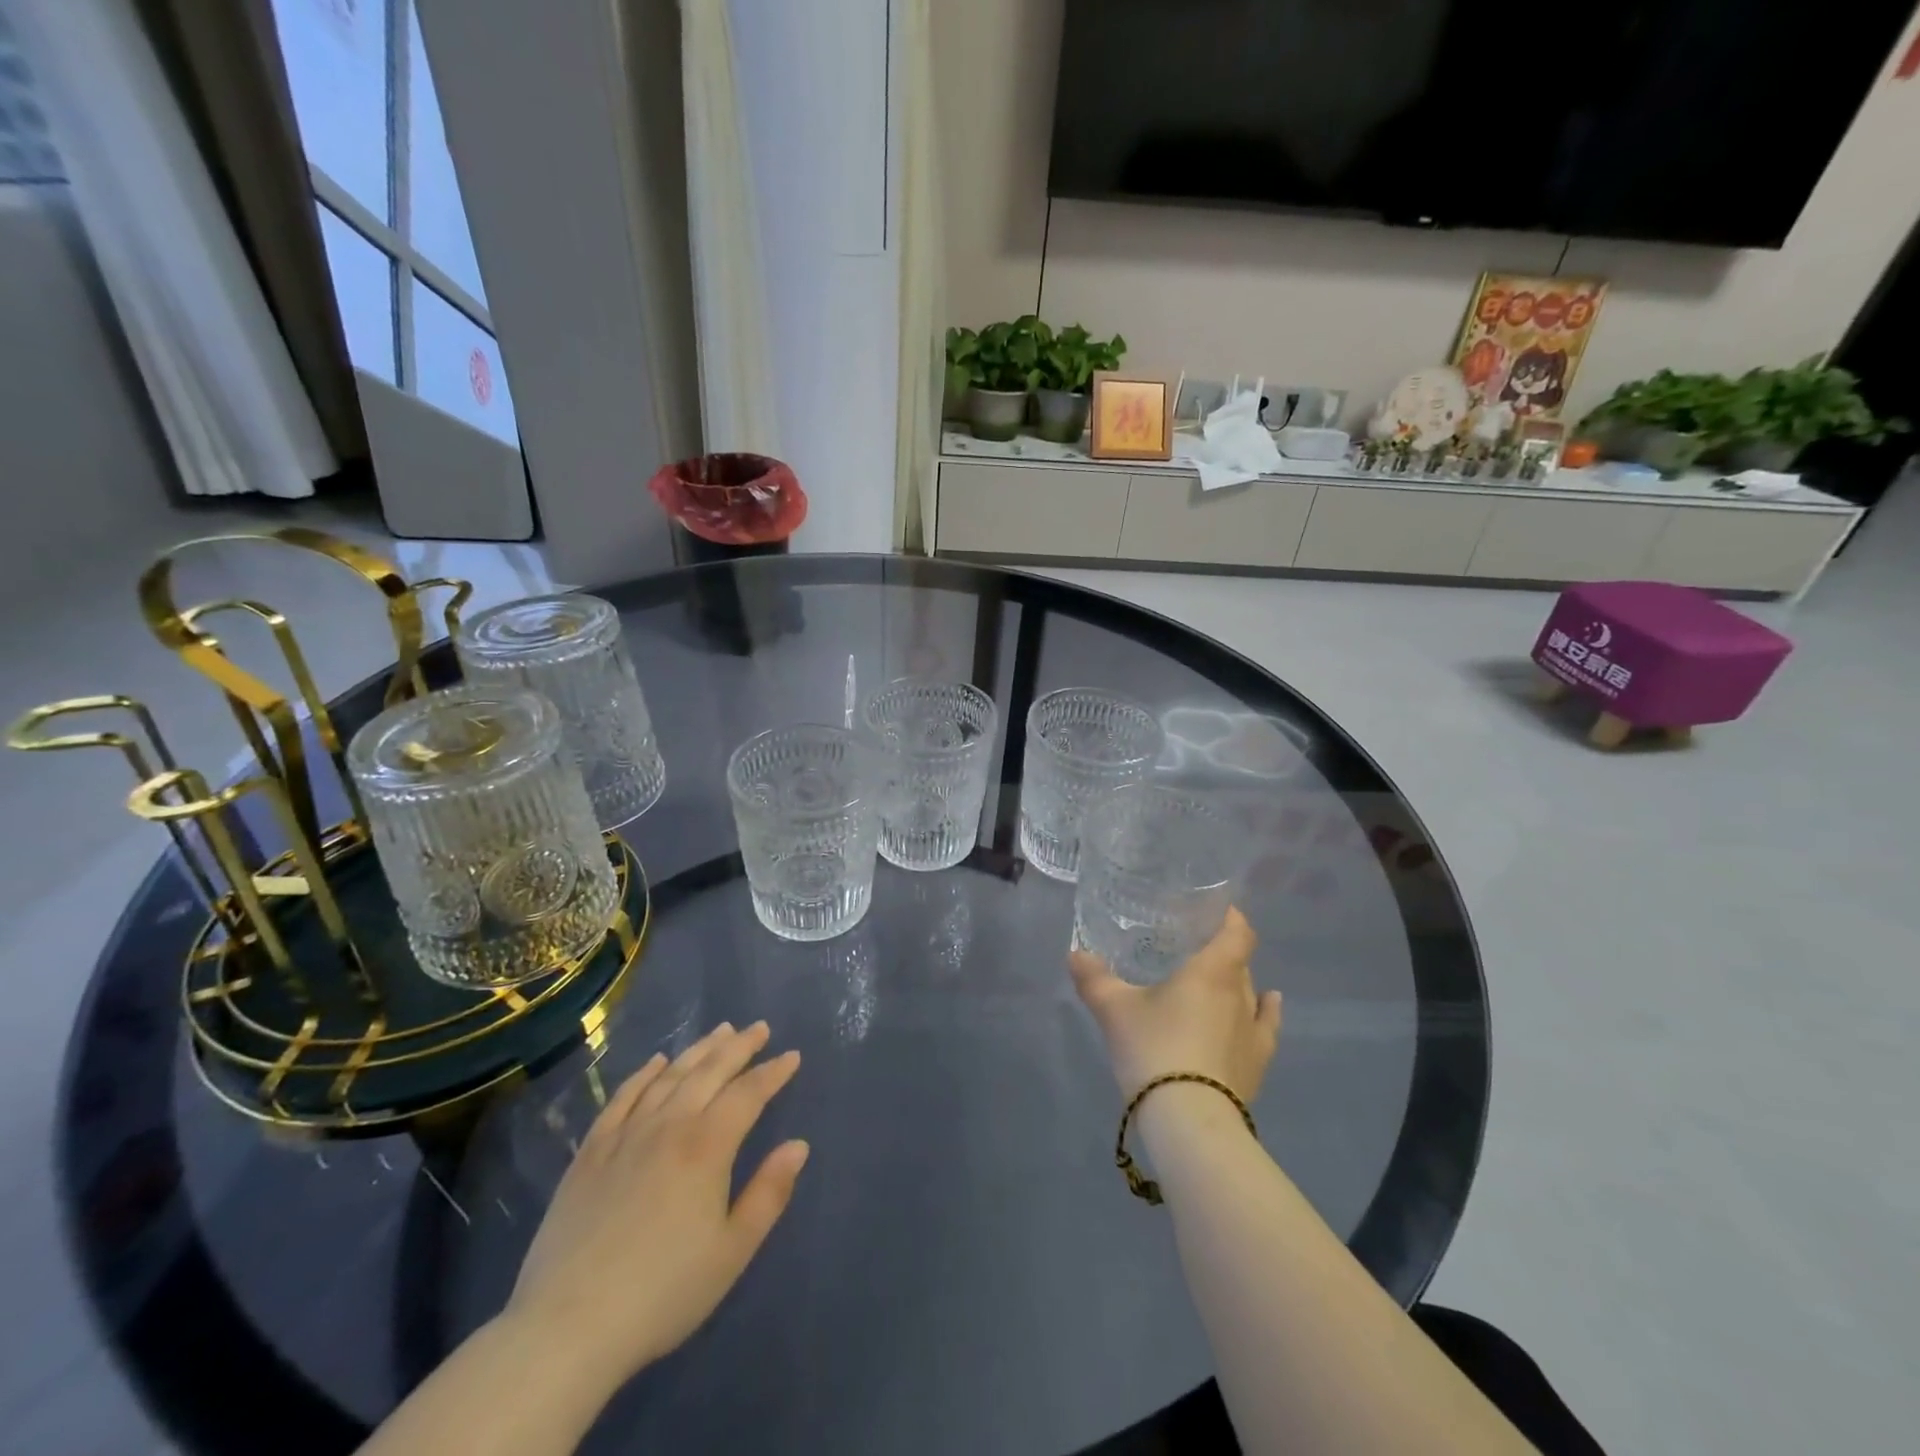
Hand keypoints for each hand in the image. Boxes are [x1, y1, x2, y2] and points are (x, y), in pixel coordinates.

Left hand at [503, 1021, 808, 1388]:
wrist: (567, 1328)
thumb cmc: (663, 1293)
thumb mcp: (732, 1251)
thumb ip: (769, 1193)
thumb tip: (798, 1145)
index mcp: (707, 1147)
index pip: (748, 1094)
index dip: (773, 1073)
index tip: (792, 1056)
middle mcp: (668, 1126)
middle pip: (709, 1072)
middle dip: (739, 1047)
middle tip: (759, 1028)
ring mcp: (625, 1135)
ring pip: (669, 1077)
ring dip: (698, 1050)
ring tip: (720, 1031)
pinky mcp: (590, 1153)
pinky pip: (622, 1098)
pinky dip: (643, 1074)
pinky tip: (656, 1063)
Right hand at [1069, 908, 1281, 1102]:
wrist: (1189, 1121)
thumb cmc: (1154, 1049)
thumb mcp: (1114, 1010)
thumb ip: (1094, 978)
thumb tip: (1075, 954)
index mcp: (1212, 972)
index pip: (1237, 933)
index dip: (1231, 918)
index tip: (1216, 910)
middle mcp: (1240, 995)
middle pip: (1239, 963)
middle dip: (1221, 952)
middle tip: (1192, 950)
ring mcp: (1254, 1032)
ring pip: (1250, 994)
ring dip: (1236, 984)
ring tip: (1216, 981)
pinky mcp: (1258, 1065)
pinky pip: (1266, 1026)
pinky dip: (1266, 1011)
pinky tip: (1269, 1005)